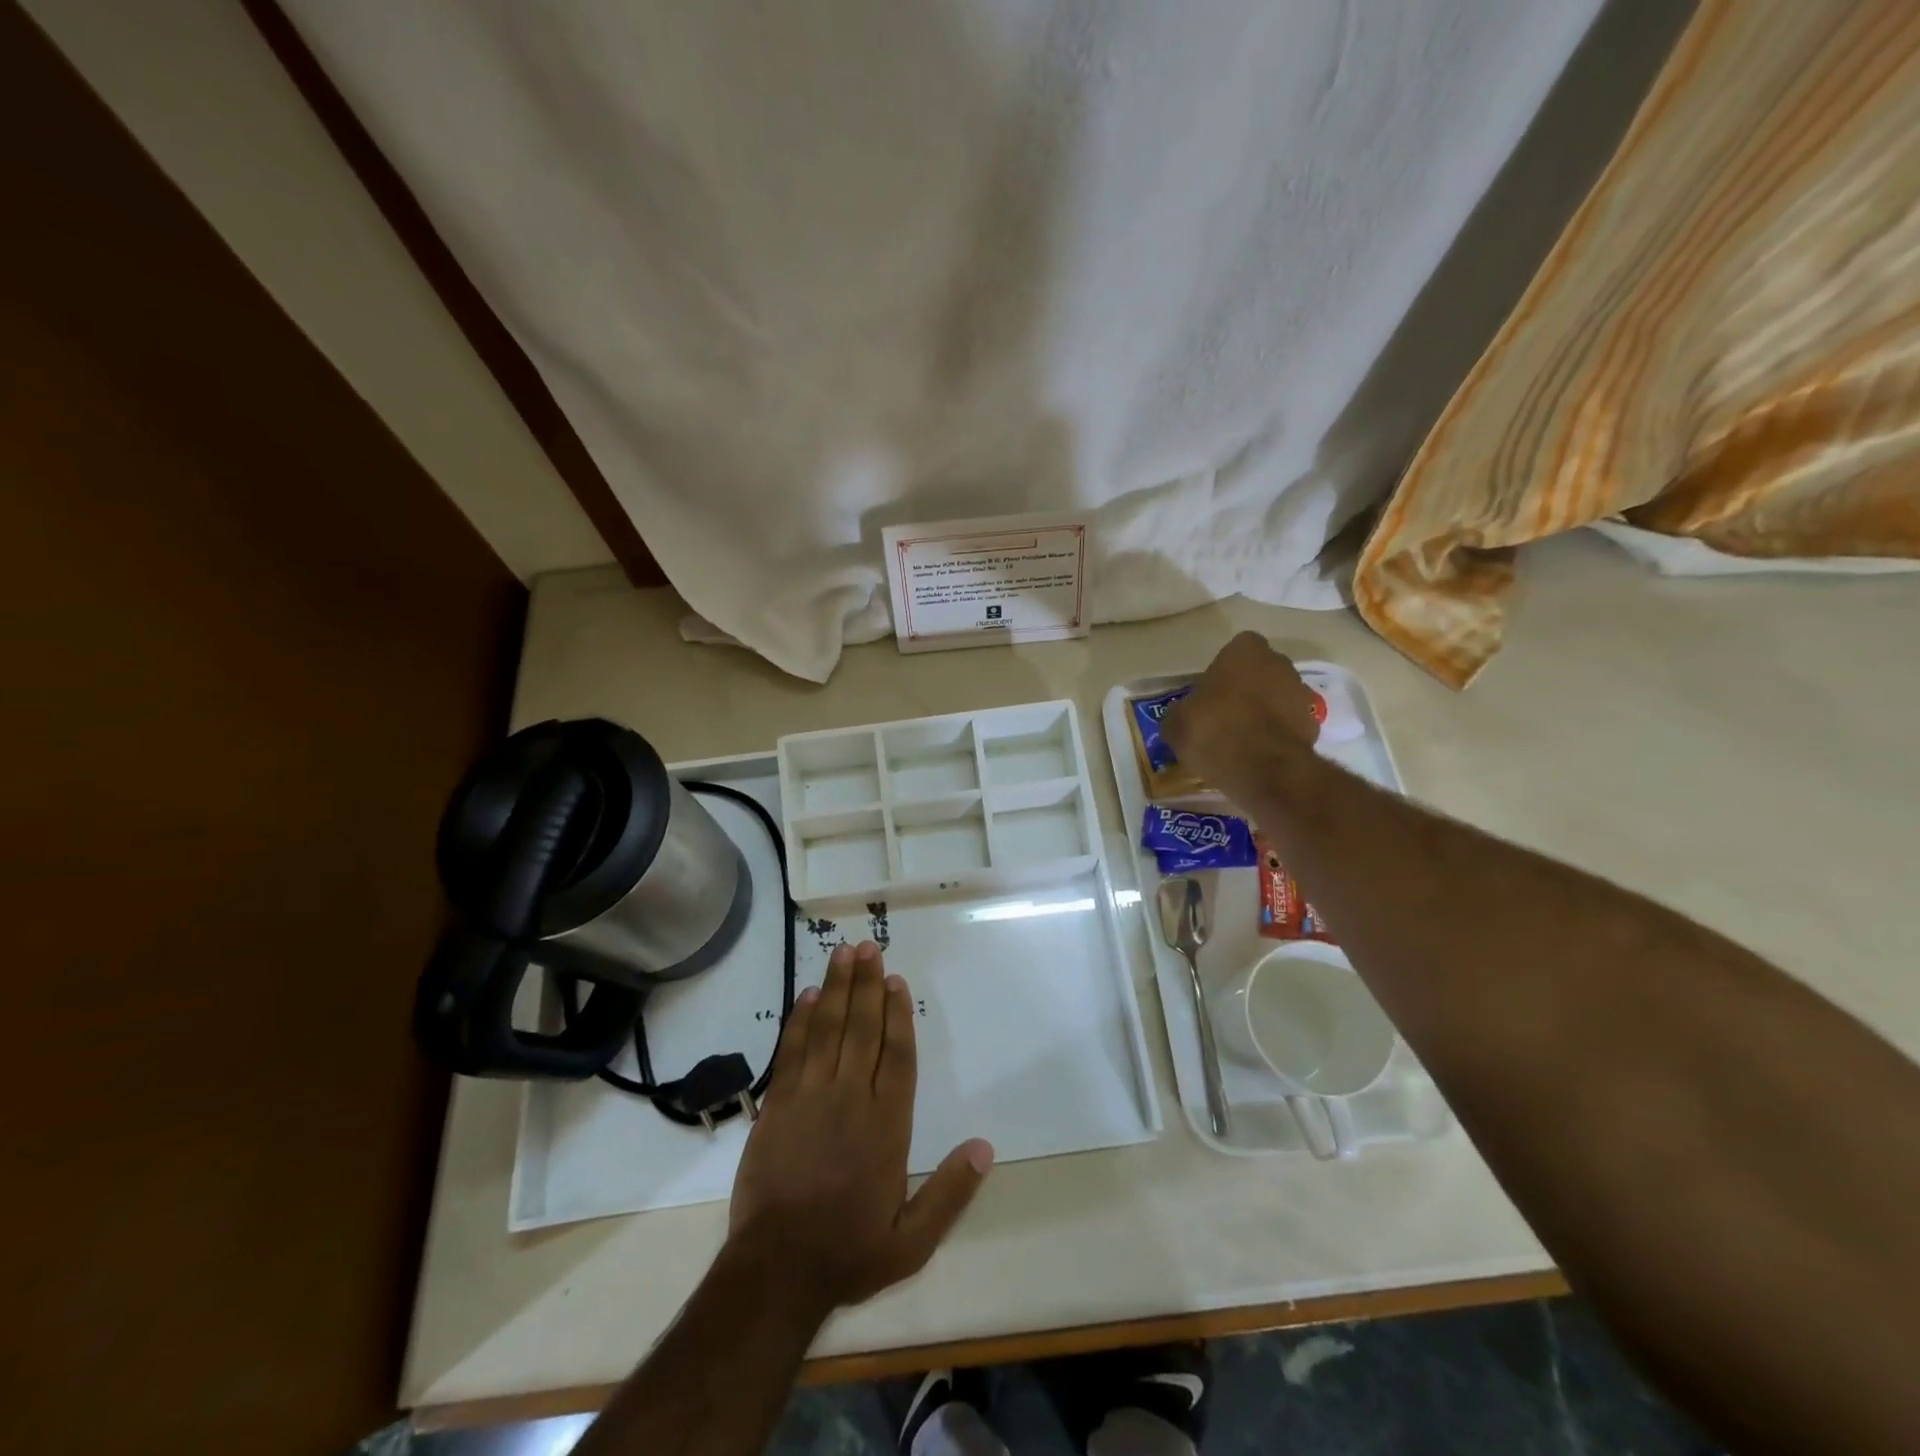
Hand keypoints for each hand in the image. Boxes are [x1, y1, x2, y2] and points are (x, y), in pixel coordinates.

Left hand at [727, 941, 993, 1310]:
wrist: (776, 1270)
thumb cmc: (849, 1252)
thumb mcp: (913, 1240)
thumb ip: (950, 1192)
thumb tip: (985, 1147)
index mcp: (888, 1125)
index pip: (898, 1056)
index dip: (898, 1014)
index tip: (897, 981)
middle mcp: (851, 1099)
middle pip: (863, 1029)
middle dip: (867, 985)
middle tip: (870, 948)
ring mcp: (810, 1097)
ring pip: (828, 1029)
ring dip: (837, 988)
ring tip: (843, 953)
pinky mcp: (777, 1104)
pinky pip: (792, 1050)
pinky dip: (801, 1020)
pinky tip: (809, 995)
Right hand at [1161, 631, 1319, 790]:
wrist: (1265, 771)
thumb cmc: (1215, 732)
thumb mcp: (1176, 723)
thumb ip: (1181, 711)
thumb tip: (1183, 715)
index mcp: (1245, 652)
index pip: (1236, 648)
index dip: (1223, 669)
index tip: (1210, 691)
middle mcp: (1279, 664)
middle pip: (1260, 671)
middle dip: (1247, 688)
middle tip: (1223, 714)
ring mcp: (1301, 694)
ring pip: (1277, 697)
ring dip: (1263, 711)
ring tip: (1240, 738)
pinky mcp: (1314, 726)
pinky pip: (1288, 724)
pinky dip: (1276, 735)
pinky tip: (1257, 755)